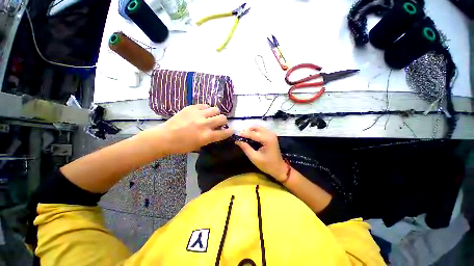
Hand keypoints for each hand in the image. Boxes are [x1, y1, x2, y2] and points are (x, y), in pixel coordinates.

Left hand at [149, 104, 232, 153]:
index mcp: (207, 136)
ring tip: (210, 116)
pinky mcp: (191, 108)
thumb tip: (218, 131)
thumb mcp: (199, 145)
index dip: (229, 132)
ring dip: (215, 114)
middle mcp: (205, 124)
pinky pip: (205, 105)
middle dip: (223, 121)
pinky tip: (202, 113)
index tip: (229, 131)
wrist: (165, 137)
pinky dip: (206, 109)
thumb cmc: (182, 145)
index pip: (224, 133)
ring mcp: (198, 114)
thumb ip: (210, 138)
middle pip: (222, 118)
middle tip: (218, 123)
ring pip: (216, 109)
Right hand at [235, 126, 287, 181]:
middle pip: (256, 128)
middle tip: (239, 137)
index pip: (252, 133)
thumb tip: (237, 141)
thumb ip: (246, 148)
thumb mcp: (254, 157)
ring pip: (258, 128)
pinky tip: (250, 137)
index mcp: (267, 139)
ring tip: (244, 137)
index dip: (243, 134)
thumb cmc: (267, 165)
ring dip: (251, 130)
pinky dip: (255, 132)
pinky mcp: (271, 136)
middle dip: (247, 131)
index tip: (235, 135)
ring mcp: (272, 134)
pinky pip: (261, 130)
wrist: (279, 168)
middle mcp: (270, 134)